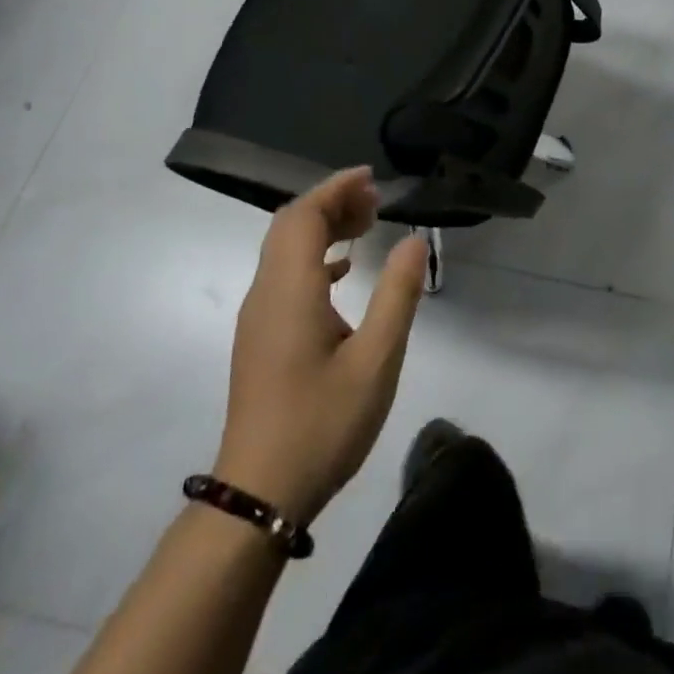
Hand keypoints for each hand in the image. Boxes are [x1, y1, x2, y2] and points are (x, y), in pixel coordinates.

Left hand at [214, 167, 428, 525]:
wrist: (260, 494)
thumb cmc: (322, 424)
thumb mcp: (376, 360)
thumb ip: (397, 295)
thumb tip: (414, 240)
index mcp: (289, 291)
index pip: (302, 216)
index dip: (335, 189)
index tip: (371, 179)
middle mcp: (265, 294)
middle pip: (290, 226)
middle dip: (331, 204)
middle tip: (376, 202)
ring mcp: (258, 318)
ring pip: (284, 251)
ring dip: (322, 229)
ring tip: (366, 226)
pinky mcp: (261, 339)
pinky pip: (284, 277)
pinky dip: (314, 260)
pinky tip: (343, 273)